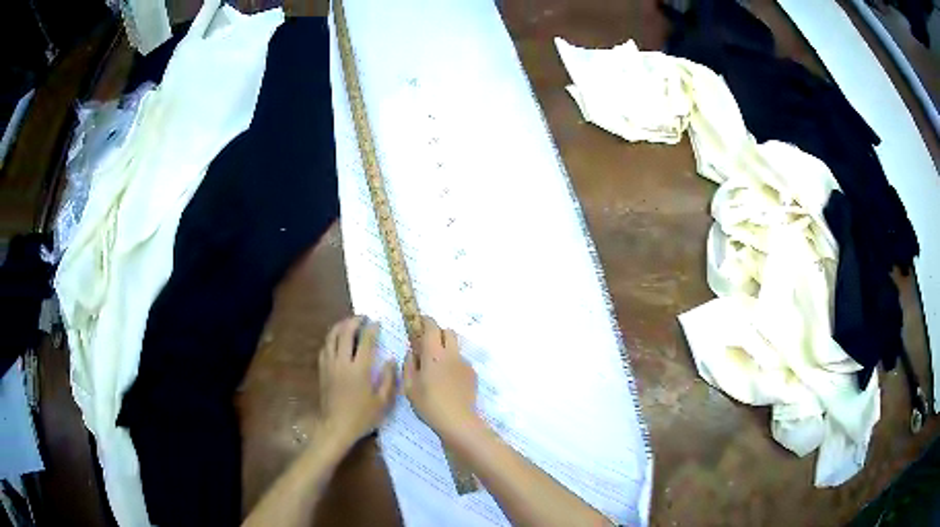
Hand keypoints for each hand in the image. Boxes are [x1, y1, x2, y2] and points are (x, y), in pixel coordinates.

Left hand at [316, 317, 395, 448]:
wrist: (336, 427)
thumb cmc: (362, 417)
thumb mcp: (383, 402)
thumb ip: (388, 379)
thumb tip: (390, 360)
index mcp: (359, 369)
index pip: (365, 341)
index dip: (371, 329)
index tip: (377, 322)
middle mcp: (342, 363)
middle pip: (345, 333)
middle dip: (354, 321)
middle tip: (362, 318)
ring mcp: (330, 365)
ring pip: (331, 337)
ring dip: (340, 326)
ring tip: (348, 323)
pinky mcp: (322, 371)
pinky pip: (325, 348)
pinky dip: (331, 339)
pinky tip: (336, 340)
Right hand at [403, 317, 479, 440]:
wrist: (458, 420)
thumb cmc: (428, 404)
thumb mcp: (409, 387)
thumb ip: (409, 365)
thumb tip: (412, 352)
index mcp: (434, 355)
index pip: (432, 327)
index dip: (426, 321)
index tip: (419, 322)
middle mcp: (451, 355)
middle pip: (448, 332)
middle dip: (438, 333)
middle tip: (427, 345)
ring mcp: (464, 364)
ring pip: (455, 347)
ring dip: (446, 349)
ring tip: (437, 369)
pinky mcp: (472, 374)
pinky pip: (461, 362)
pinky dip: (453, 364)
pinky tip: (447, 382)